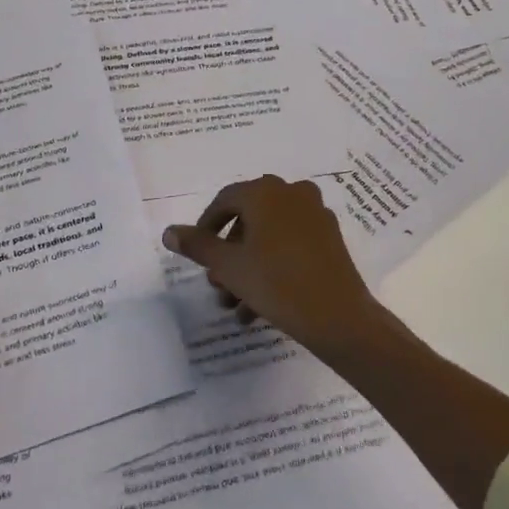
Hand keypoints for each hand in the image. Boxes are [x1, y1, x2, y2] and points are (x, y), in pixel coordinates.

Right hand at [162, 175, 382, 360]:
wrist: (338, 316)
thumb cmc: (276, 283)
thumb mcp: (228, 266)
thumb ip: (198, 245)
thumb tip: (170, 232)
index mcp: (265, 192)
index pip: (225, 201)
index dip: (206, 227)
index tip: (198, 255)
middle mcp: (292, 193)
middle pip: (248, 220)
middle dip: (229, 255)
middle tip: (218, 287)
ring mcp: (315, 214)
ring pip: (269, 237)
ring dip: (248, 268)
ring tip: (237, 307)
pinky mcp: (330, 237)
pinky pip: (291, 245)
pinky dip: (273, 266)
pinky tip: (261, 305)